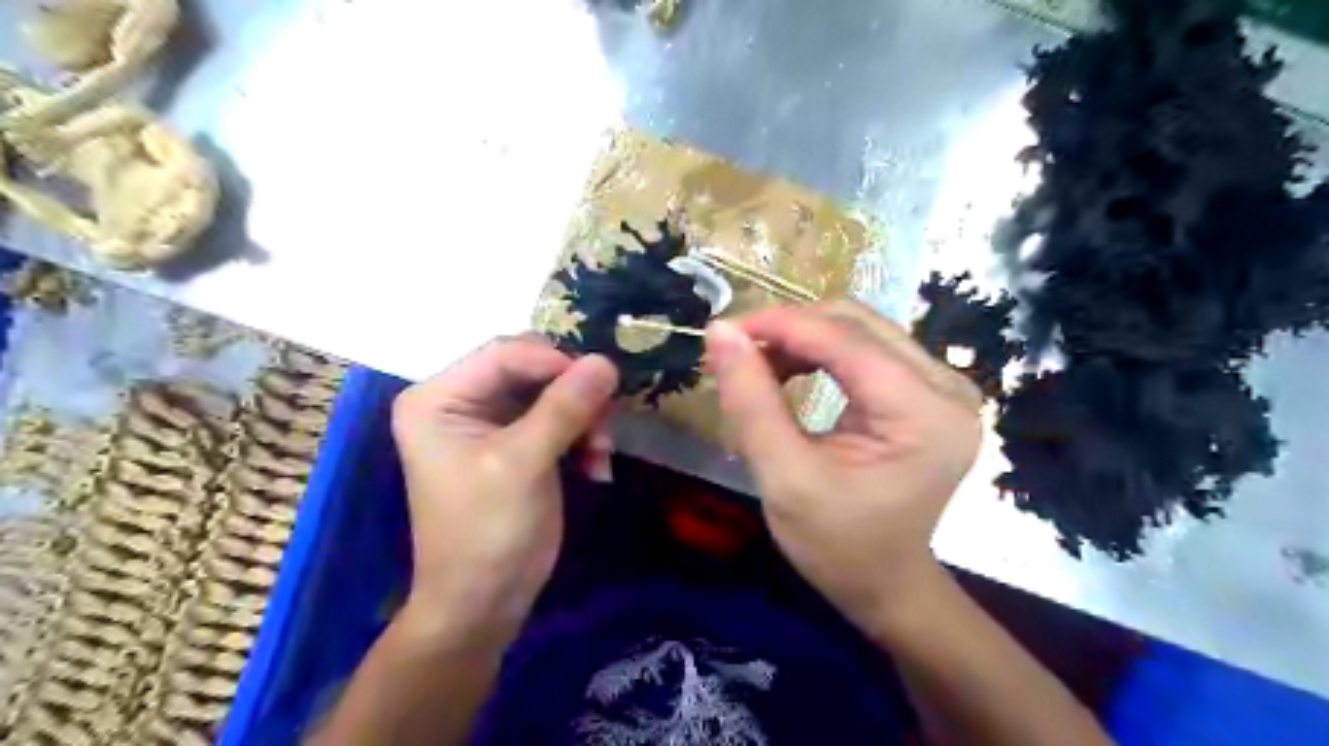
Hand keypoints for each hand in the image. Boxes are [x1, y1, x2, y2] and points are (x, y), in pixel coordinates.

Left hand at [390, 337, 618, 641]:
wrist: (483, 604)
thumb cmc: (488, 532)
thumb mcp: (524, 464)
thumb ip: (564, 408)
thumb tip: (606, 361)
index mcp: (439, 397)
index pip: (505, 353)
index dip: (556, 362)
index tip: (601, 385)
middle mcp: (461, 400)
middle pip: (531, 368)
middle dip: (573, 394)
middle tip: (604, 425)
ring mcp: (490, 422)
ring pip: (552, 392)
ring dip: (584, 418)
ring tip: (601, 454)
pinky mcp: (516, 443)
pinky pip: (559, 419)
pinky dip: (582, 437)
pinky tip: (596, 467)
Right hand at [711, 300, 977, 623]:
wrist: (887, 583)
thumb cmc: (837, 545)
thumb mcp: (784, 478)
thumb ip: (751, 401)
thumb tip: (720, 331)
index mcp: (924, 413)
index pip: (845, 341)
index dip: (780, 325)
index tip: (722, 330)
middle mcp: (947, 386)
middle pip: (857, 324)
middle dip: (790, 328)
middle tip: (737, 349)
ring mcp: (943, 386)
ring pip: (860, 330)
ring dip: (803, 337)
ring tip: (757, 363)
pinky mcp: (928, 392)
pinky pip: (868, 349)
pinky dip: (821, 351)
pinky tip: (790, 370)